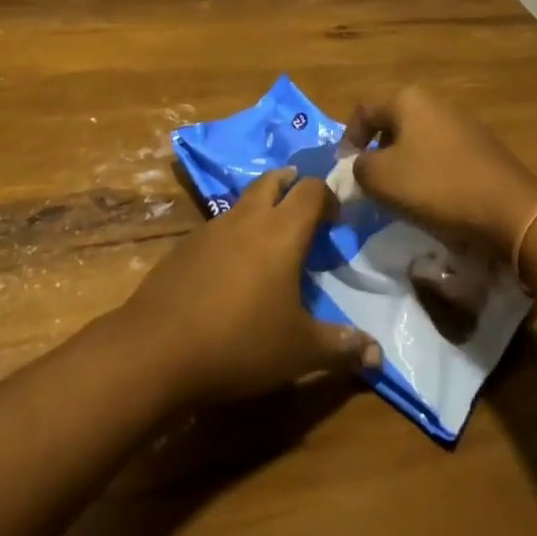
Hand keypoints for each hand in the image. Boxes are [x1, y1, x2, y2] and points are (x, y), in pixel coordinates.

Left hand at [121, 168, 380, 406]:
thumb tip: (379, 355)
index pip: (312, 190)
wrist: (157, 347)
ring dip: (261, 208)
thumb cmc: (240, 342)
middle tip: (304, 205)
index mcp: (282, 231)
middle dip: (292, 184)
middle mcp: (248, 217)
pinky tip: (232, 268)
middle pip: (274, 180)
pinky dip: (234, 234)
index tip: (336, 218)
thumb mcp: (299, 351)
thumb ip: (340, 348)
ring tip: (270, 238)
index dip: (328, 196)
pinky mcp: (185, 246)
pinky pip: (219, 227)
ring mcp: (212, 227)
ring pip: (244, 201)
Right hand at [344, 87, 536, 252]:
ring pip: (417, 141)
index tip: (344, 171)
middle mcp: (435, 102)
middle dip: (377, 154)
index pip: (364, 111)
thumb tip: (358, 166)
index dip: (348, 140)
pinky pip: (442, 156)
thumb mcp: (382, 179)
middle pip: (392, 124)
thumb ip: (359, 168)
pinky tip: (433, 201)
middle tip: (371, 186)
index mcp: (408, 99)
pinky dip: (430, 174)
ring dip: (403, 166)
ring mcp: (461, 123)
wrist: (509, 209)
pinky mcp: (481, 147)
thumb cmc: (437, 186)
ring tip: (399, 197)